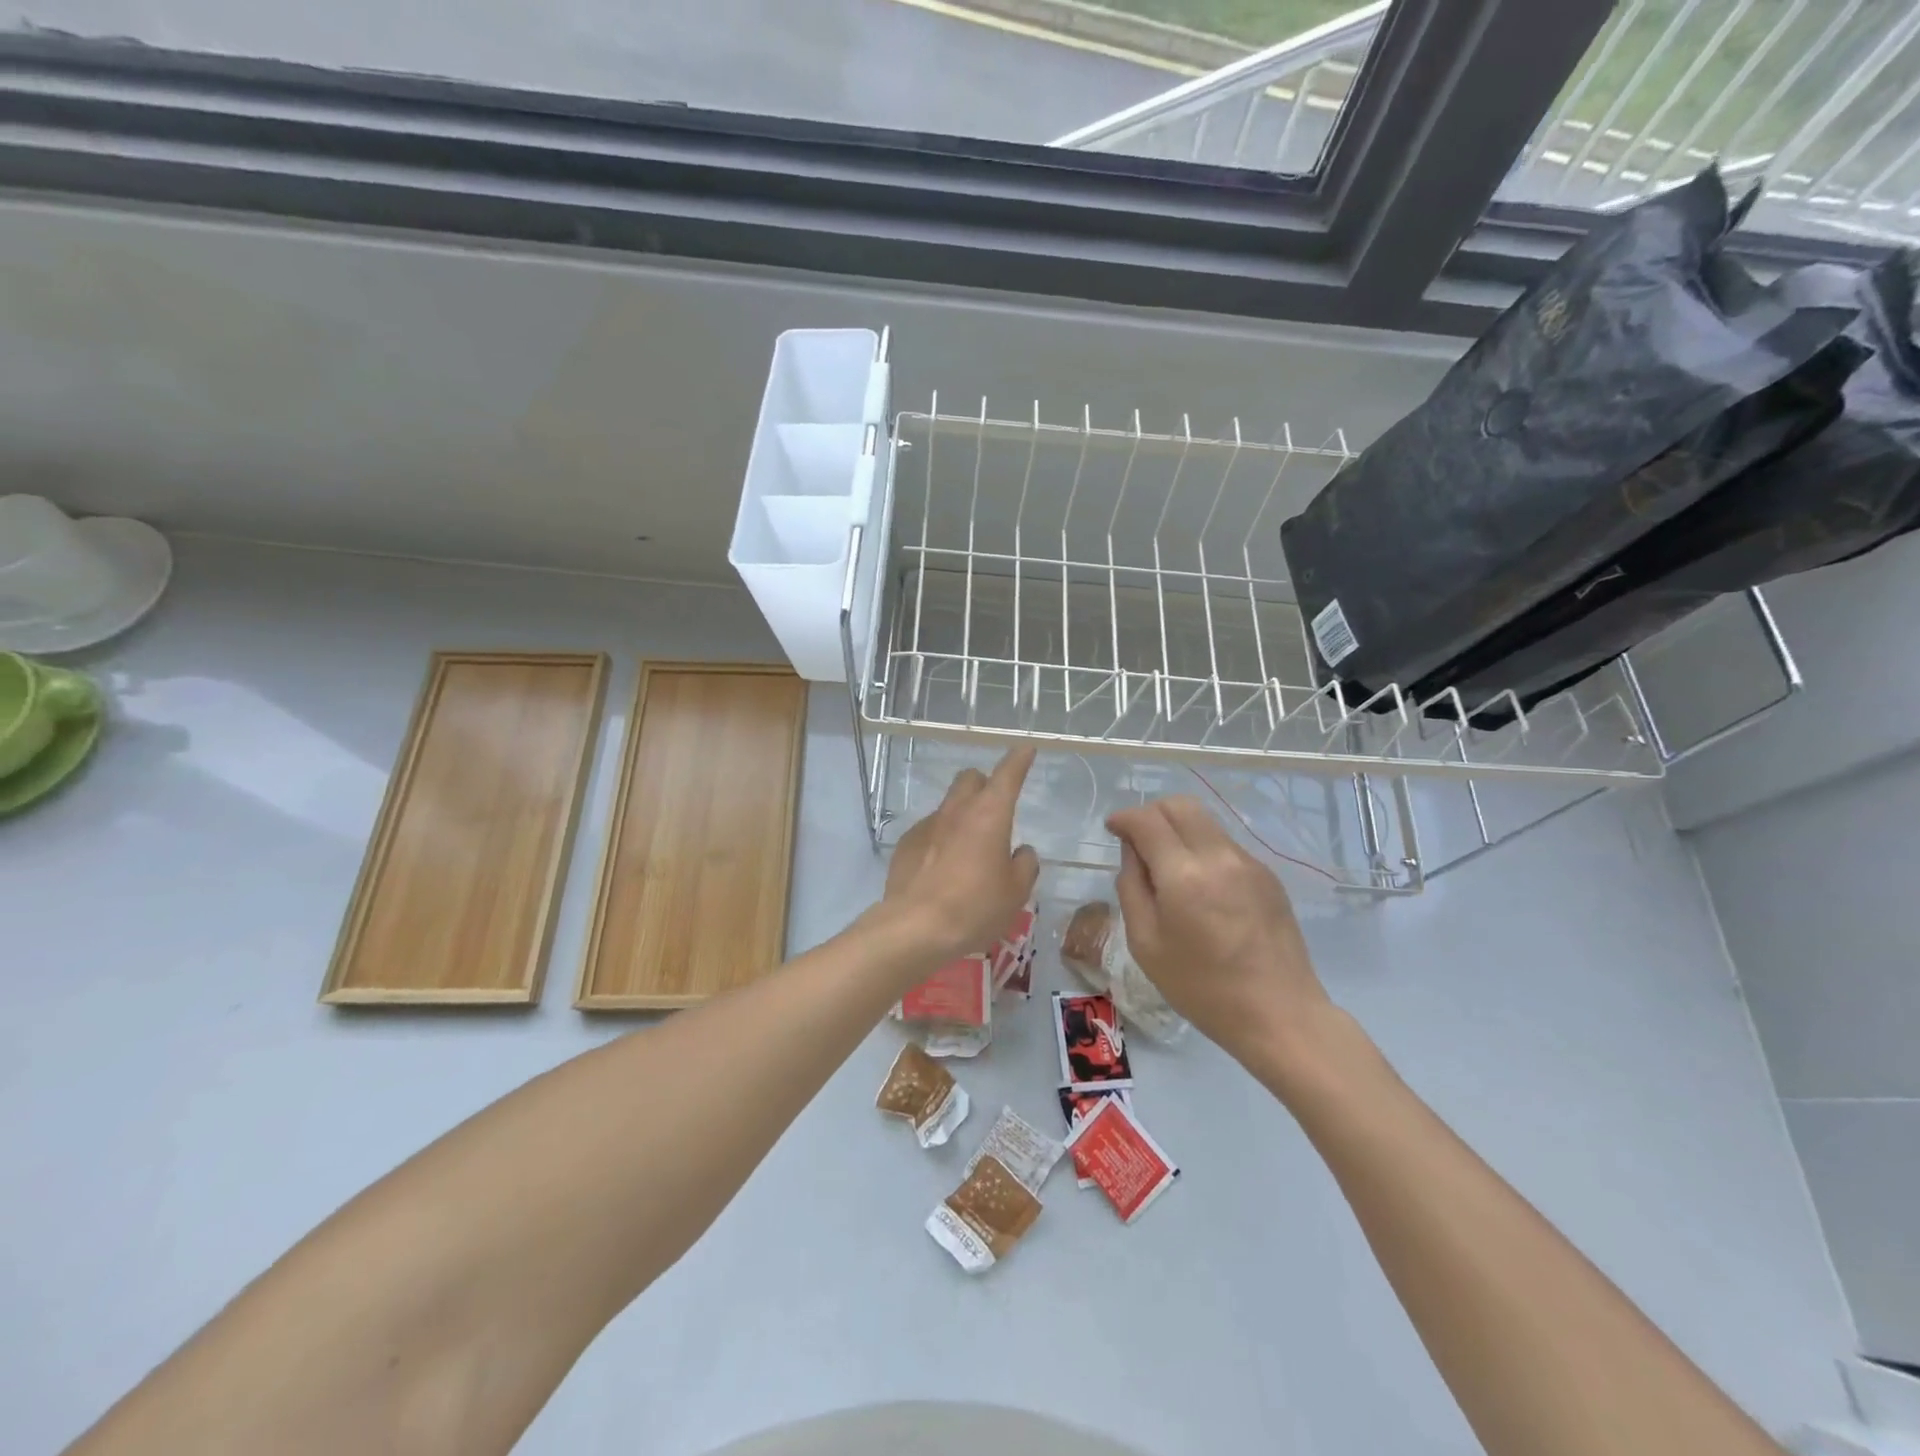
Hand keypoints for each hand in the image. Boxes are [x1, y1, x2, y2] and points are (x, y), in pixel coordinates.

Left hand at [874, 747, 1039, 968]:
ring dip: (961, 815)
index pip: (1007, 774)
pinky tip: (942, 868)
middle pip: (970, 778)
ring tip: (968, 850)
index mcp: (990, 814)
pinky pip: (929, 830)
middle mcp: (957, 811)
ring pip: (948, 805)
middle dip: (984, 784)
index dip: (1019, 760)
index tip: (1025, 750)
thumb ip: (1024, 865)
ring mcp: (927, 825)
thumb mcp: (1016, 892)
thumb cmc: (975, 907)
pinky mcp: (905, 844)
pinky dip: (940, 839)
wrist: (915, 927)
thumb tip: (1020, 852)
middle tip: (994, 810)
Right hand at [1106, 795, 1328, 1066]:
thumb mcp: (1146, 944)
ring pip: (1206, 822)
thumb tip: (1132, 852)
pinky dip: (1203, 849)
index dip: (1124, 818)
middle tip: (1137, 840)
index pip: (1147, 820)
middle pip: (1181, 805)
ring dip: (1179, 829)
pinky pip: (1226, 845)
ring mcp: (1249, 863)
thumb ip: (1131, 888)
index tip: (1112, 829)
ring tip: (1168, 866)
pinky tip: (1200, 887)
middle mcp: (1219, 856)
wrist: (1279, 1014)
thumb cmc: (1202, 987)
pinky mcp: (1269, 876)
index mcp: (1183, 874)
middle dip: (1152, 813)